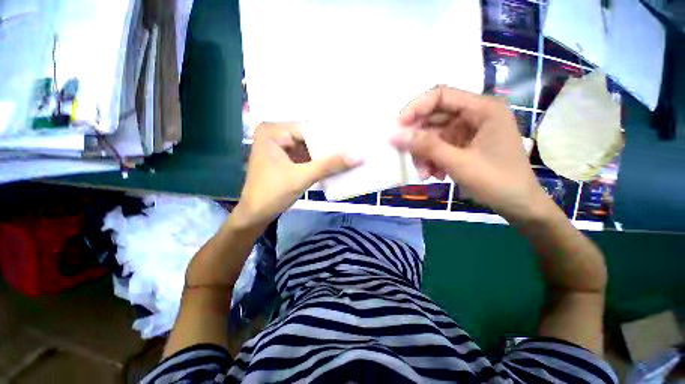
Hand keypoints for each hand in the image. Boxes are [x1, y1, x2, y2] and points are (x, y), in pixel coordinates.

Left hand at [232, 123, 361, 228]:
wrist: (255, 216)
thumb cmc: (272, 194)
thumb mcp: (303, 177)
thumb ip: (330, 165)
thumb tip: (358, 156)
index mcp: (273, 131)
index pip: (309, 129)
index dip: (330, 137)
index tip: (351, 142)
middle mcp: (275, 135)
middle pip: (309, 138)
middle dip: (328, 148)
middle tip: (352, 149)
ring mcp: (280, 147)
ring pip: (308, 148)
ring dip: (324, 156)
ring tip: (347, 156)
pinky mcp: (284, 159)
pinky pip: (305, 157)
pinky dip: (317, 163)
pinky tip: (333, 166)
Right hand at [391, 86, 551, 222]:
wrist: (518, 205)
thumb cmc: (496, 181)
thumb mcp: (458, 163)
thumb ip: (426, 147)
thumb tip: (394, 135)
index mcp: (483, 109)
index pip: (441, 95)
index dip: (416, 108)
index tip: (398, 127)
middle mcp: (475, 115)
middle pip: (434, 117)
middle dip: (418, 139)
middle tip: (406, 155)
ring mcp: (468, 131)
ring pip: (433, 135)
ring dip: (424, 154)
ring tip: (425, 174)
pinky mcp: (463, 145)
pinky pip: (439, 147)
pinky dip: (432, 160)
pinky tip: (435, 175)